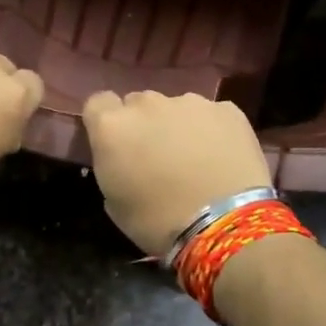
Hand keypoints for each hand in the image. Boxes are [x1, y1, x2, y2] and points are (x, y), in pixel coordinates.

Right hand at [82, 91, 271, 256]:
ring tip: (195, 158)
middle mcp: (147, 104)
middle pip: (138, 103)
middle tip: (156, 155)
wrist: (225, 223)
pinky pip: (211, 115)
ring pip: (176, 107)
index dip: (106, 121)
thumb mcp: (115, 202)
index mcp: (112, 126)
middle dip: (144, 124)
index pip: (98, 103)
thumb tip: (122, 158)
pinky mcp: (227, 109)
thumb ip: (113, 165)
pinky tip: (222, 156)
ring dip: (178, 125)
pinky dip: (213, 130)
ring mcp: (189, 102)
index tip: (116, 144)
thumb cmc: (158, 222)